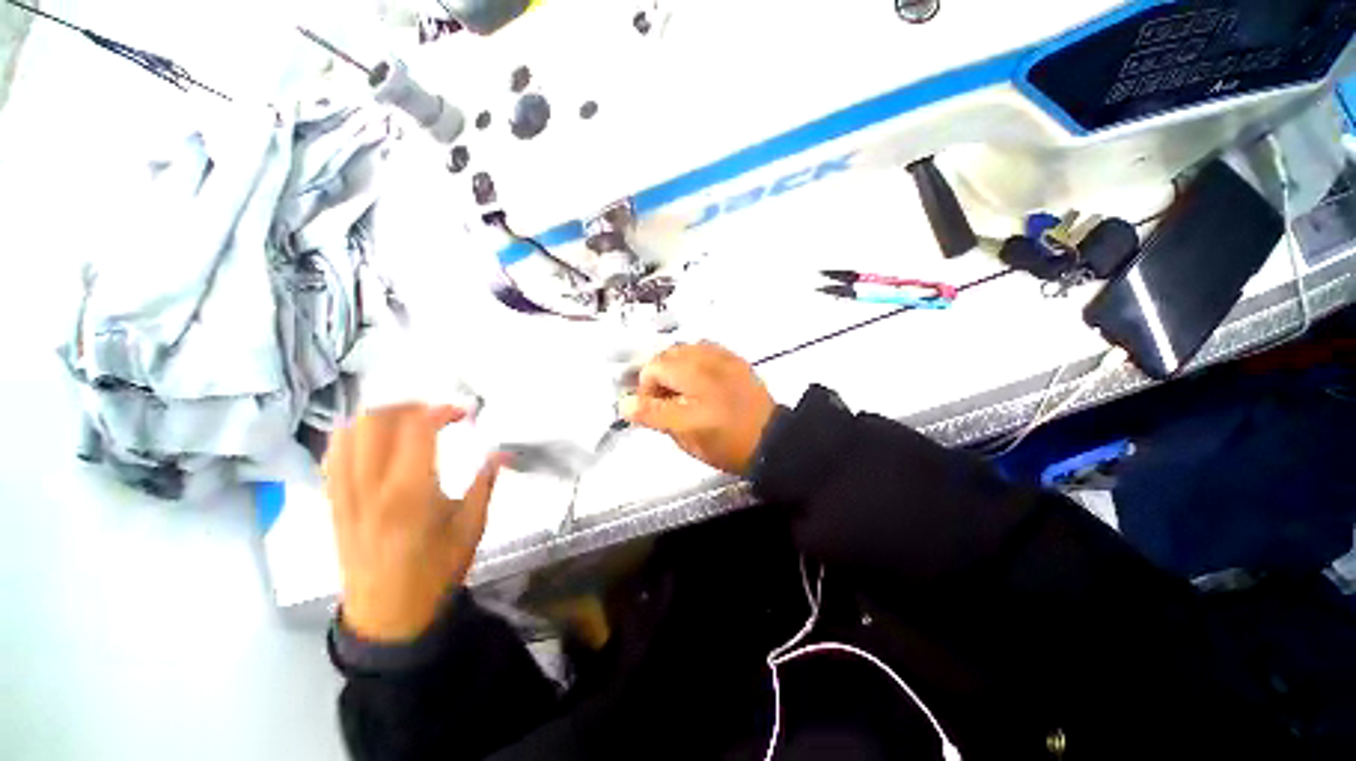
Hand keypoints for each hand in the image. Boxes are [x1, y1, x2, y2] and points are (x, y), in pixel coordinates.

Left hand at [324, 404, 505, 642]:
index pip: (417, 429)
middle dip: (409, 405)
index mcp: (410, 494)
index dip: (442, 410)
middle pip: (375, 421)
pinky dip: (354, 436)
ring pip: (348, 433)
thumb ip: (485, 484)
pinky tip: (376, 441)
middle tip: (435, 413)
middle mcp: (370, 487)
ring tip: (408, 421)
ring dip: (380, 416)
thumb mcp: (472, 529)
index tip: (464, 414)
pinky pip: (333, 455)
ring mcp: (344, 495)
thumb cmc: (435, 573)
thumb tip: (501, 452)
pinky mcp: (333, 504)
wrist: (387, 617)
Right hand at [618, 342, 775, 474]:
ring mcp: (723, 359)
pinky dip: (693, 357)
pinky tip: (698, 376)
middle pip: (666, 356)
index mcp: (694, 387)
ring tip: (680, 387)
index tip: (650, 409)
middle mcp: (707, 366)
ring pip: (683, 348)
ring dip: (673, 365)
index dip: (644, 391)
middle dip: (657, 376)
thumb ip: (653, 416)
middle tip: (663, 399)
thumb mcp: (686, 437)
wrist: (771, 440)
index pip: (652, 373)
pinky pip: (704, 347)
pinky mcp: (734, 358)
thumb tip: (624, 403)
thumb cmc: (726, 445)